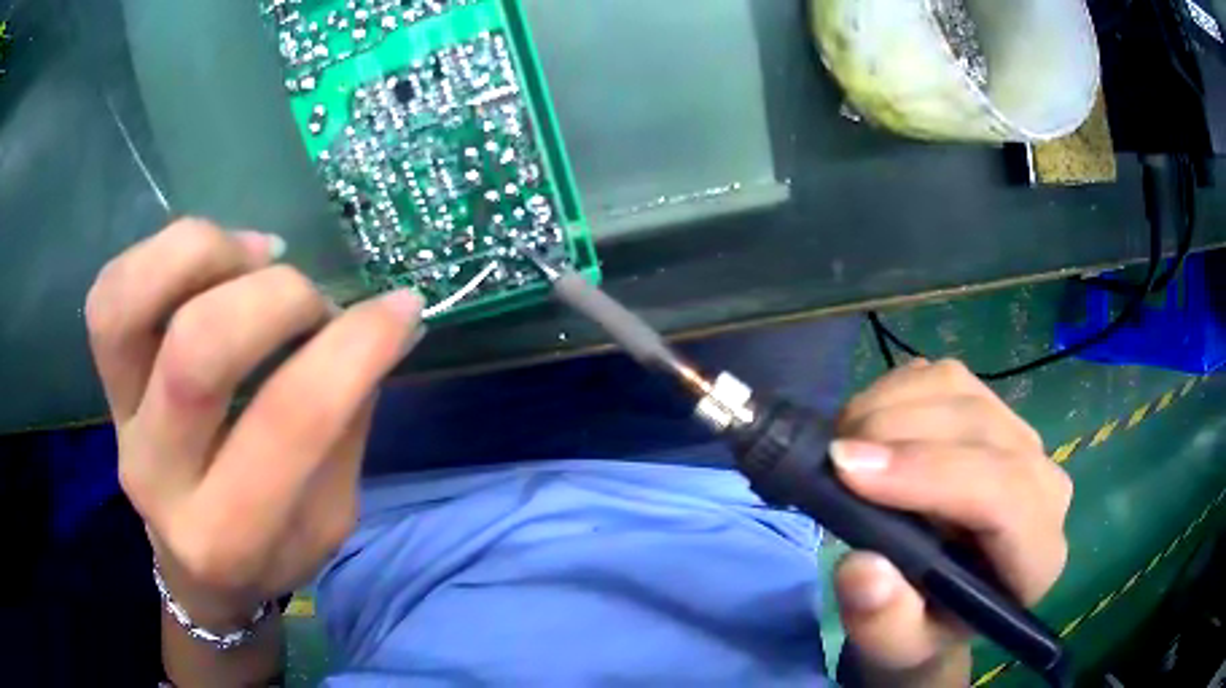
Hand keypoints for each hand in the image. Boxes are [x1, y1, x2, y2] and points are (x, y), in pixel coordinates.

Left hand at [86, 219, 423, 626]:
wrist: (196, 569)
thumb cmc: (270, 552)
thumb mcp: (330, 519)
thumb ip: (346, 424)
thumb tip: (382, 323)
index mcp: (230, 535)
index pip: (290, 423)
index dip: (354, 348)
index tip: (401, 308)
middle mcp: (158, 479)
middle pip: (196, 352)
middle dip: (277, 299)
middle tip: (314, 301)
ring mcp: (117, 423)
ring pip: (126, 305)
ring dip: (205, 253)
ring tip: (258, 254)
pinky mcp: (102, 383)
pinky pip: (108, 293)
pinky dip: (163, 254)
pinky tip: (214, 257)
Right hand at [830, 360, 1071, 680]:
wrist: (939, 602)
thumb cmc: (922, 629)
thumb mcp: (896, 648)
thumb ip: (884, 623)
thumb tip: (863, 567)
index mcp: (1037, 555)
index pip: (1004, 494)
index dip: (929, 474)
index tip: (847, 469)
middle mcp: (1043, 484)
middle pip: (979, 427)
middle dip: (897, 434)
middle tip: (830, 459)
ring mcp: (1019, 436)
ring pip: (958, 388)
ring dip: (889, 407)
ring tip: (843, 447)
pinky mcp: (990, 409)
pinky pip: (941, 376)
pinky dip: (893, 391)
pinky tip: (867, 431)